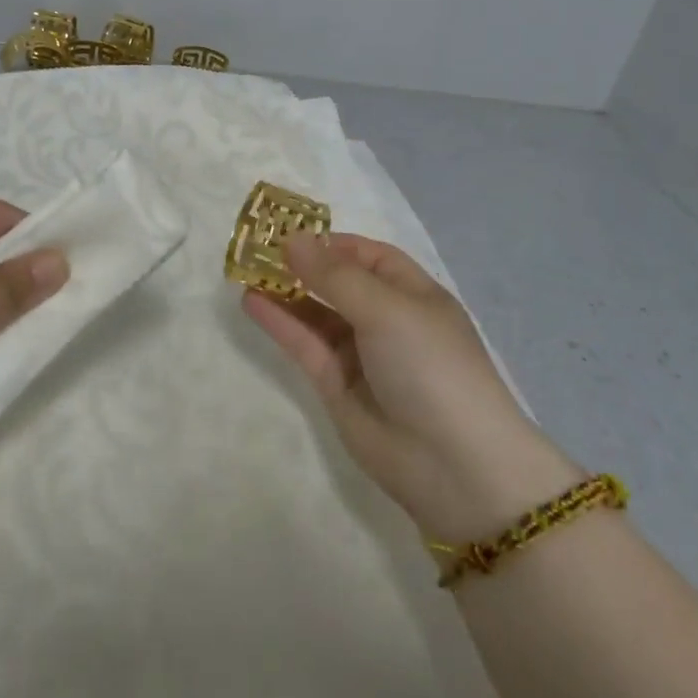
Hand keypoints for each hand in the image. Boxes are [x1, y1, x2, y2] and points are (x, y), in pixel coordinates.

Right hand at [242, 233, 578, 541]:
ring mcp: (360, 354)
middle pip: (338, 282)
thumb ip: (333, 275)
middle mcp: (386, 319)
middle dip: (301, 265)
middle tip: (255, 248)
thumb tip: (292, 238)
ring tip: (243, 270)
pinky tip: (250, 301)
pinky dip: (279, 322)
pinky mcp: (335, 385)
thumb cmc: (430, 366)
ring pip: (315, 313)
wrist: (453, 464)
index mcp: (413, 294)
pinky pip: (304, 344)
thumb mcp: (386, 308)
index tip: (289, 233)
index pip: (369, 256)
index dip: (332, 243)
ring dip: (283, 291)